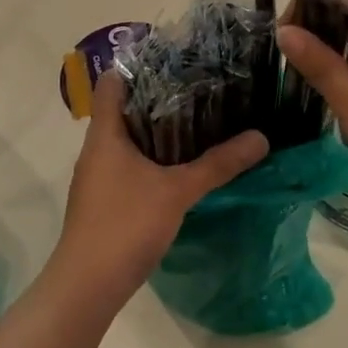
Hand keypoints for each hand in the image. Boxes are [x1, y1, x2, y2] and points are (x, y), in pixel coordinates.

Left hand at [51, 69, 267, 303]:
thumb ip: (218, 164)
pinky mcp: (105, 201)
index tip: (175, 59)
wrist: (86, 288)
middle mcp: (97, 149)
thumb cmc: (125, 224)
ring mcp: (98, 177)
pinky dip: (153, 159)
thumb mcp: (178, 191)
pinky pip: (129, 165)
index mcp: (105, 134)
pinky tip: (181, 166)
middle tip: (200, 87)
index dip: (139, 66)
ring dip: (157, 131)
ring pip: (128, 140)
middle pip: (124, 109)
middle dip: (159, 97)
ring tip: (199, 120)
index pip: (112, 83)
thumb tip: (261, 137)